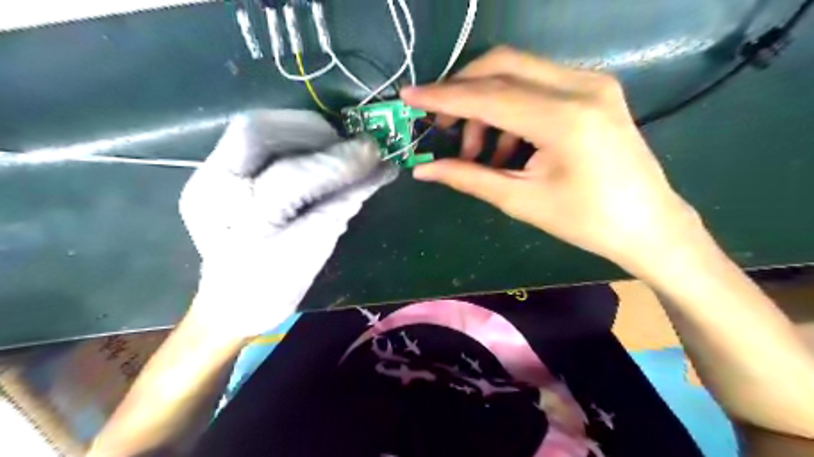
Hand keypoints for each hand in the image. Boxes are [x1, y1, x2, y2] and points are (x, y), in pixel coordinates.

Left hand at [179, 109, 396, 336]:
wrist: (232, 300)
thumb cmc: (278, 284)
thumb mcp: (316, 249)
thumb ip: (345, 204)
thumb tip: (382, 168)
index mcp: (242, 224)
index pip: (291, 177)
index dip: (336, 163)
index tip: (374, 156)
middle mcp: (214, 191)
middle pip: (257, 132)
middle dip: (313, 131)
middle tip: (347, 144)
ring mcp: (207, 178)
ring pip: (253, 127)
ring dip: (302, 128)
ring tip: (332, 144)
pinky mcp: (210, 172)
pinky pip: (253, 139)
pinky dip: (289, 136)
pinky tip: (311, 148)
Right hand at [404, 47, 703, 274]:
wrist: (648, 224)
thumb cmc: (585, 220)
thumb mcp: (520, 200)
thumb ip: (468, 177)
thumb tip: (422, 170)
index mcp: (563, 119)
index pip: (487, 95)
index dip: (443, 95)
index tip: (408, 96)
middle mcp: (580, 86)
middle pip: (501, 64)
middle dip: (461, 89)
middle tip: (442, 123)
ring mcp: (592, 82)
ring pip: (518, 70)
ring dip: (486, 103)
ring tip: (478, 150)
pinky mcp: (594, 88)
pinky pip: (537, 83)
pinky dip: (510, 107)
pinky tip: (507, 144)